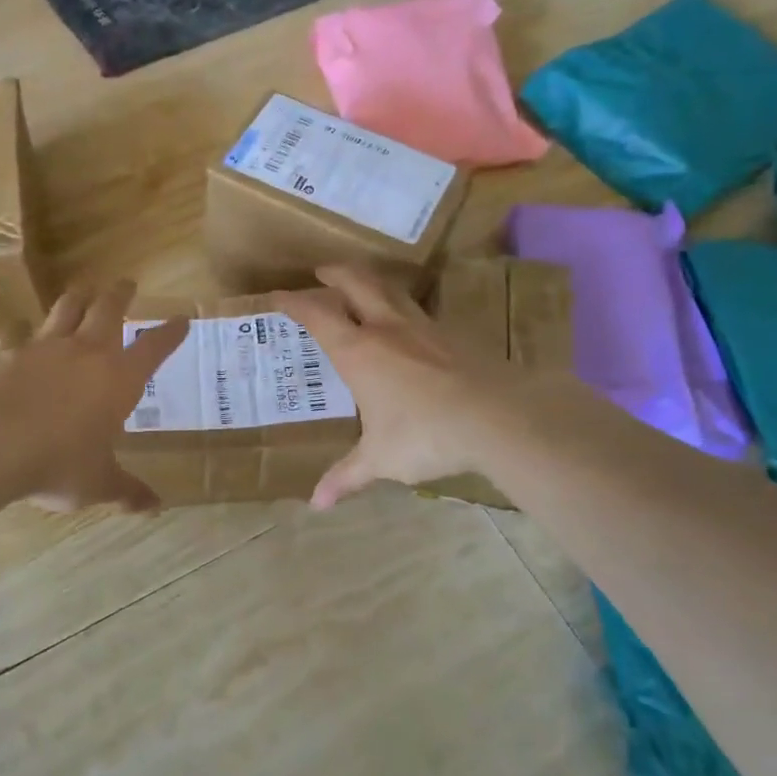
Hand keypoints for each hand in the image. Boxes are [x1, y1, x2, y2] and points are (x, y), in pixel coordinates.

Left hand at [0, 280, 187, 513]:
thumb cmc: (60, 463)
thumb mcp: (99, 483)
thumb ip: (127, 491)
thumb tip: (156, 508)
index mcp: (119, 378)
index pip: (154, 347)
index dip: (171, 333)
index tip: (183, 319)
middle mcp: (86, 352)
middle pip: (108, 309)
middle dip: (120, 294)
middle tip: (127, 283)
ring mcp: (43, 347)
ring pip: (65, 309)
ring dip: (77, 297)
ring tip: (82, 289)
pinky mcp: (5, 352)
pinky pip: (12, 333)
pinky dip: (16, 331)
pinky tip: (13, 331)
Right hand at [276, 265, 521, 509]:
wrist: (498, 417)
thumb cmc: (426, 435)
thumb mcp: (381, 459)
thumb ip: (347, 476)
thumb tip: (317, 504)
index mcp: (359, 352)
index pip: (318, 315)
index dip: (294, 302)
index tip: (278, 296)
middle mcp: (387, 330)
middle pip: (357, 283)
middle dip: (335, 273)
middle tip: (322, 271)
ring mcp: (424, 328)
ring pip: (391, 292)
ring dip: (371, 283)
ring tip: (362, 289)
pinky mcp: (454, 336)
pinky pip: (420, 313)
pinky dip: (402, 310)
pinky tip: (407, 328)